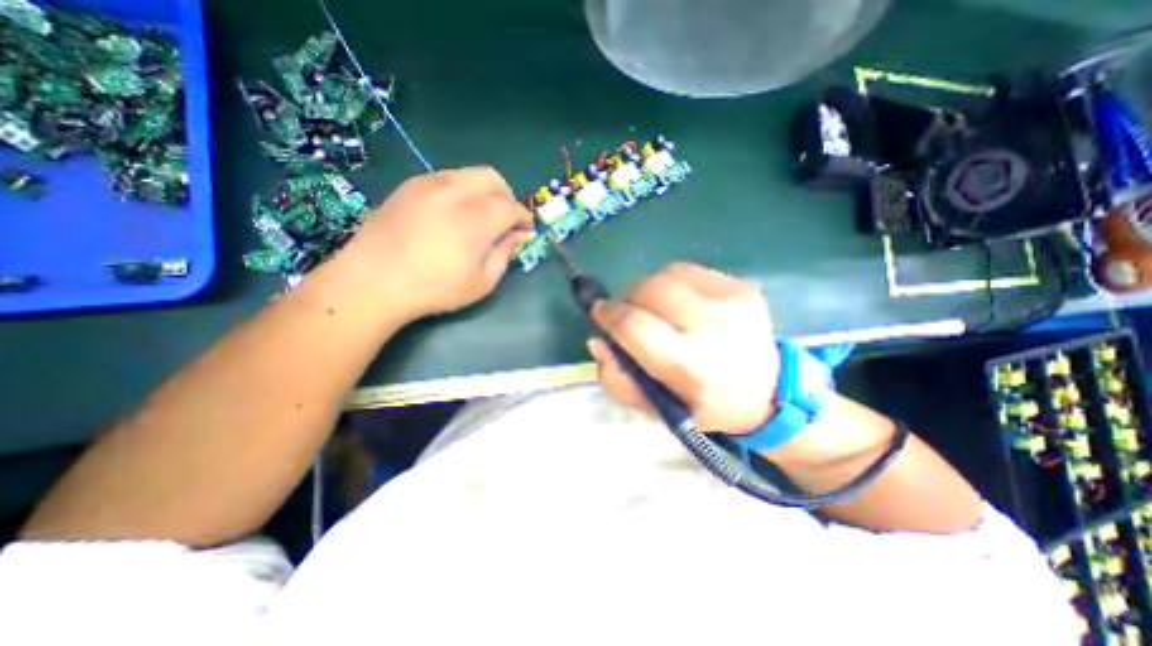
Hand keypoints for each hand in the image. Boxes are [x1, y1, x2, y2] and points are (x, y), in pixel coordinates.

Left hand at [334, 168, 529, 316]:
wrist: (372, 282)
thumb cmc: (434, 289)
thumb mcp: (481, 282)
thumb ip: (505, 254)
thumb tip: (520, 235)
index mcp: (476, 219)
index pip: (512, 207)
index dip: (524, 218)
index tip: (525, 232)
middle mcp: (455, 192)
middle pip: (493, 178)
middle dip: (507, 197)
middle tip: (505, 220)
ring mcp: (428, 184)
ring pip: (468, 174)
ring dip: (483, 192)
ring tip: (478, 217)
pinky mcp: (409, 186)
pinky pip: (446, 177)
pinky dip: (460, 190)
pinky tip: (452, 214)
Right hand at [588, 263, 777, 433]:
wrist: (767, 391)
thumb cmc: (703, 405)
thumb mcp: (656, 409)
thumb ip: (618, 380)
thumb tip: (598, 340)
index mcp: (690, 366)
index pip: (635, 326)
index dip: (609, 316)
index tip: (600, 314)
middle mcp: (713, 327)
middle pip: (649, 290)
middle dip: (626, 298)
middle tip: (625, 312)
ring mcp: (731, 301)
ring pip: (666, 273)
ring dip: (647, 288)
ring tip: (651, 306)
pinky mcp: (742, 285)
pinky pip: (688, 270)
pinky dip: (671, 282)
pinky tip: (677, 301)